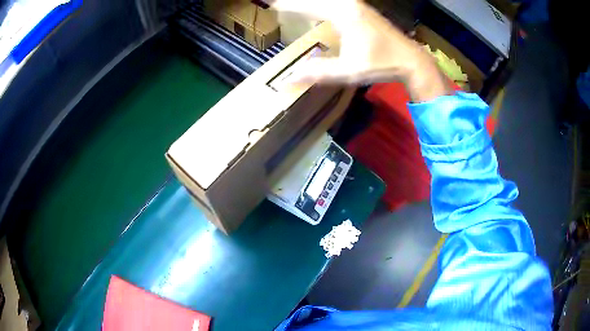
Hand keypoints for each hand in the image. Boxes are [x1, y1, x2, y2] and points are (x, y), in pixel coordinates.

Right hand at [270, 0, 451, 101]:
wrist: (411, 59)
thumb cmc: (382, 64)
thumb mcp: (349, 71)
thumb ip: (319, 73)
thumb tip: (288, 79)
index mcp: (343, 15)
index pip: (307, 5)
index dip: (287, 5)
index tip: (271, 4)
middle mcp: (348, 4)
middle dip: (297, 2)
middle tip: (279, 4)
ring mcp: (356, 4)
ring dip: (309, 3)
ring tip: (293, 7)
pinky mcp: (361, 8)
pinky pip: (335, 1)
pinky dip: (320, 4)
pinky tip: (316, 9)